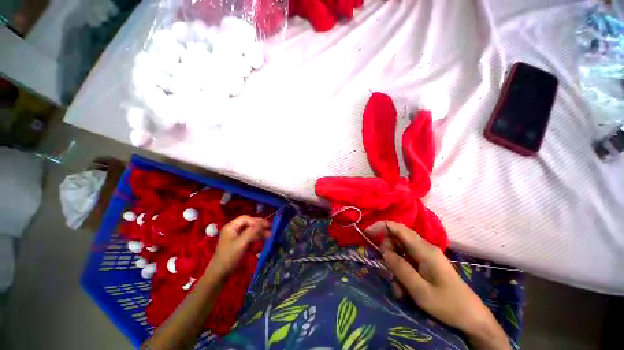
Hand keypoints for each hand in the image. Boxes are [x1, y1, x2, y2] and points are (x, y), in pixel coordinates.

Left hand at [210, 216, 269, 277]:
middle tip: (270, 227)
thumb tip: (264, 222)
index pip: (246, 219)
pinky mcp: (239, 242)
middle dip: (259, 225)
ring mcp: (236, 235)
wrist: (220, 273)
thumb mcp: (241, 243)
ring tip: (270, 234)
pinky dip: (257, 236)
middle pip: (249, 223)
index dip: (256, 221)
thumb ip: (252, 231)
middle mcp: (233, 229)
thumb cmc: (229, 256)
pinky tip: (264, 238)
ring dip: (260, 231)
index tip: (266, 225)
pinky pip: (250, 235)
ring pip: (250, 229)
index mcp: (231, 226)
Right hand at [365, 222, 510, 349]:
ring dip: (394, 265)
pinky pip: (407, 261)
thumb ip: (400, 268)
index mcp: (424, 250)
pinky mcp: (426, 264)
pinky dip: (401, 271)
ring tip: (400, 288)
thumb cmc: (448, 305)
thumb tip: (384, 252)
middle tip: (389, 269)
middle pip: (397, 238)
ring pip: (401, 251)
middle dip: (388, 251)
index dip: (381, 226)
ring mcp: (425, 256)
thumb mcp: (420, 290)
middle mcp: (424, 248)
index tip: (367, 233)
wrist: (472, 319)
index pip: (398, 228)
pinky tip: (404, 289)